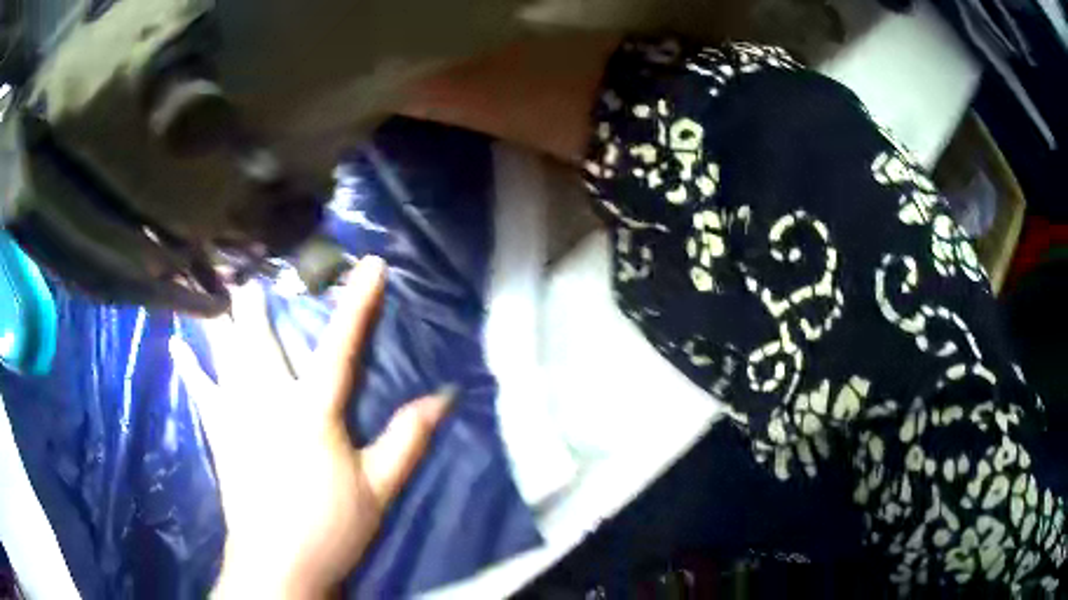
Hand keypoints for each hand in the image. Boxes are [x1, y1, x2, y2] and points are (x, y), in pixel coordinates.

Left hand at [170, 257, 452, 598]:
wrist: (279, 564)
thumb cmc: (332, 527)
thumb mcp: (380, 488)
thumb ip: (408, 440)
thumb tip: (444, 398)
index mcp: (314, 412)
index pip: (341, 346)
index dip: (359, 303)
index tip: (371, 264)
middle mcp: (270, 401)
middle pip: (262, 339)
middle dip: (259, 303)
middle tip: (251, 267)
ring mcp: (237, 415)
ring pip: (226, 355)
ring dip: (223, 320)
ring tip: (214, 287)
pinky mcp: (220, 435)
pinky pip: (201, 391)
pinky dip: (190, 367)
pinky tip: (178, 346)